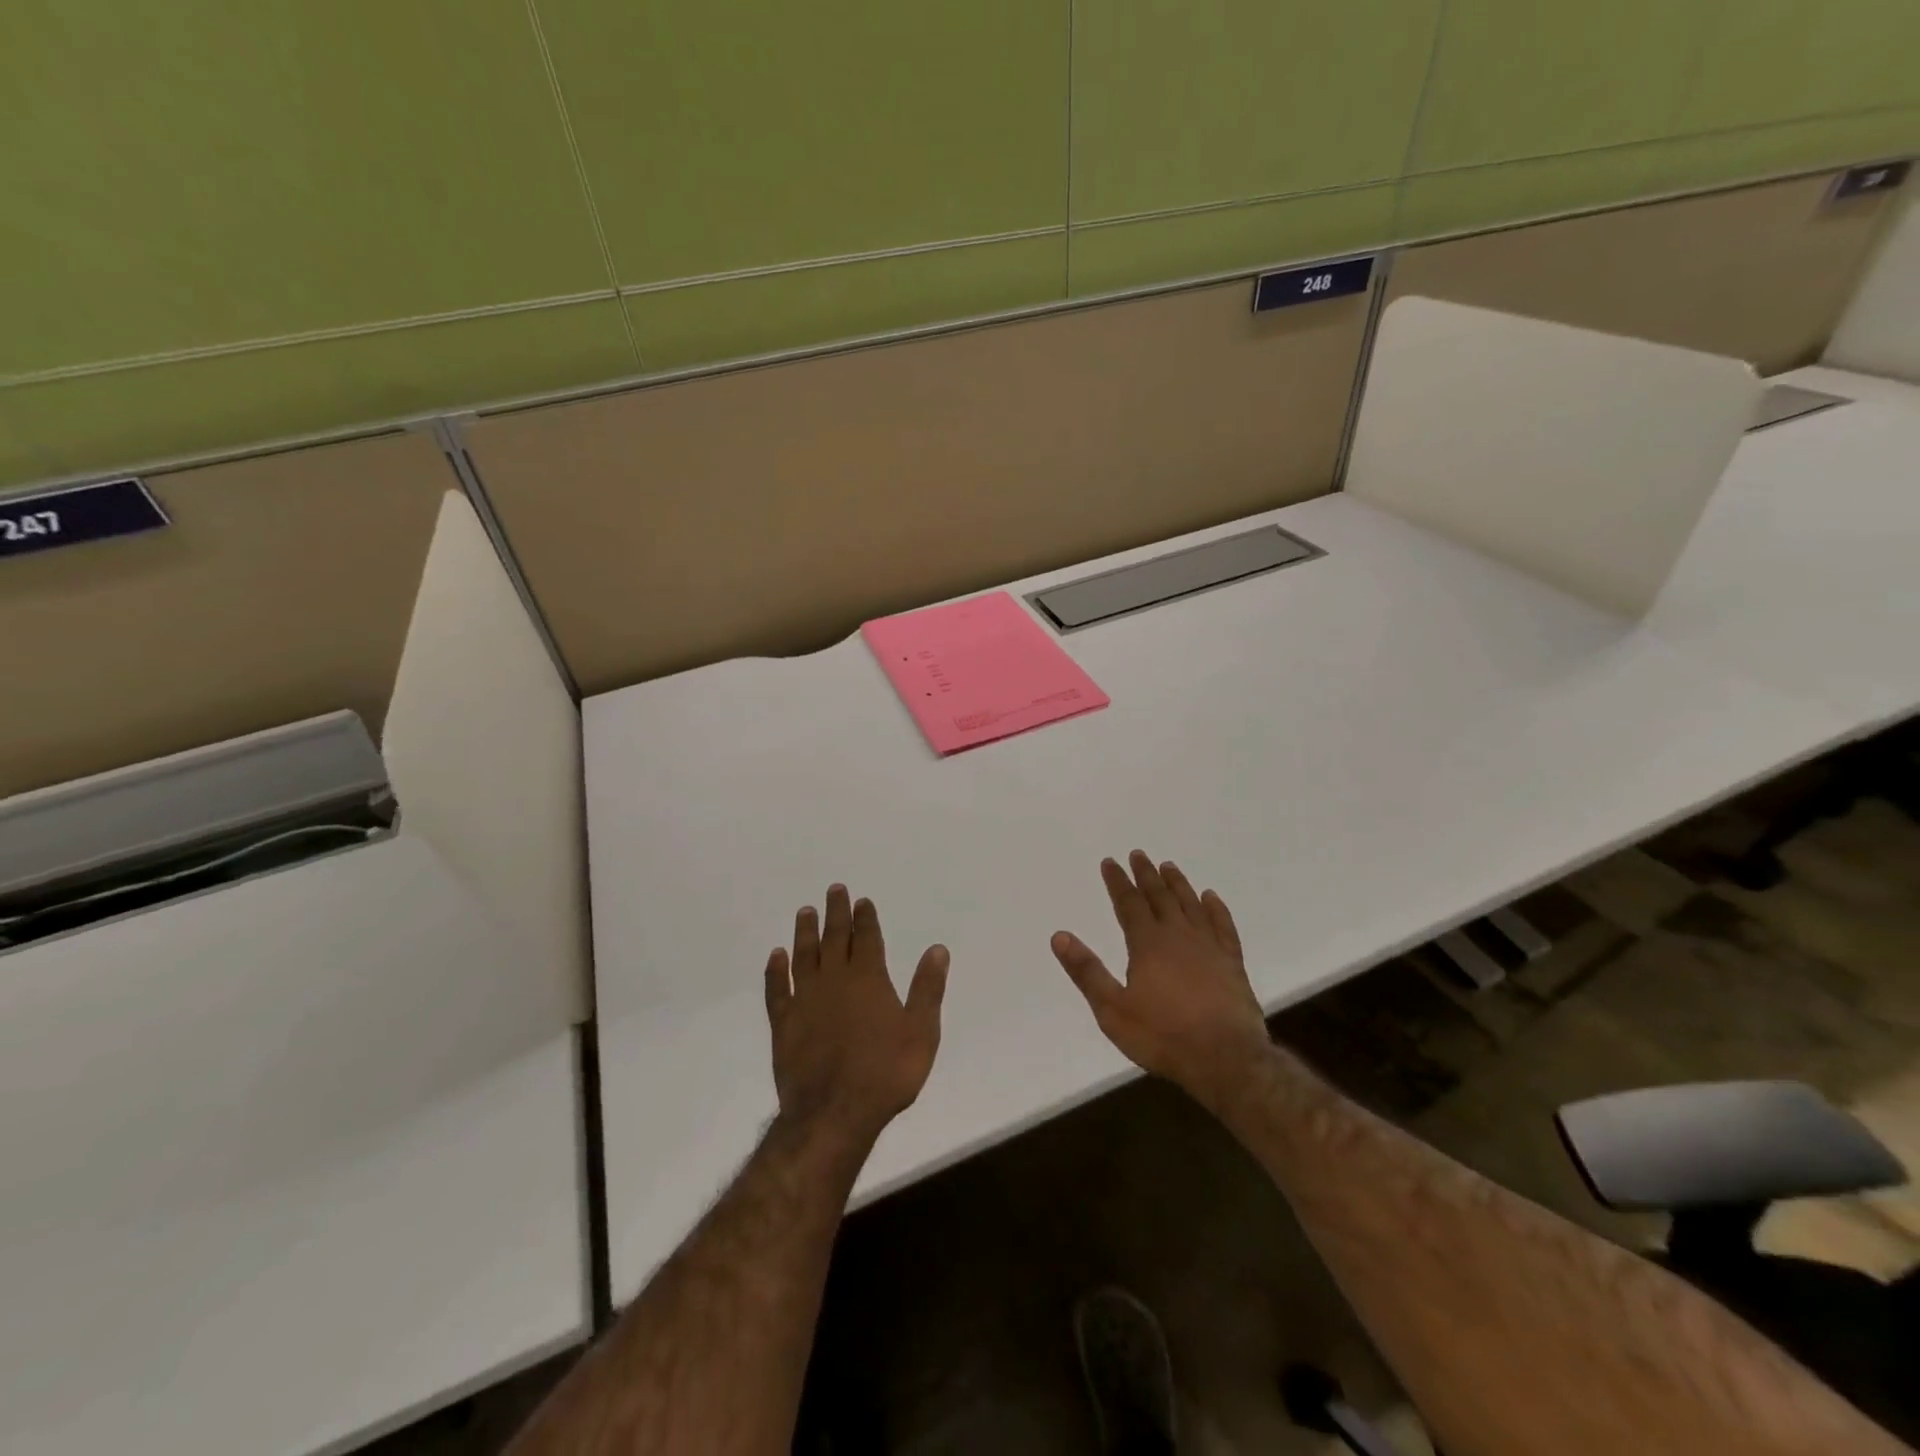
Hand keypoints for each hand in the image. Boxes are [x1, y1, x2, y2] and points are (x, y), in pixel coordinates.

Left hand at [765, 884, 949, 1146]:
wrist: (833, 1113)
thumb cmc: (885, 1074)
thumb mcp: (921, 1032)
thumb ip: (927, 989)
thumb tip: (937, 949)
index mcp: (868, 979)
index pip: (866, 938)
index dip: (865, 918)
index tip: (862, 900)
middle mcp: (834, 980)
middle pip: (834, 938)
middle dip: (835, 913)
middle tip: (834, 890)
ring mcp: (805, 1000)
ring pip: (804, 956)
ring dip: (805, 932)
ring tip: (805, 911)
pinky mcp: (783, 1024)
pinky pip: (777, 989)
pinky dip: (775, 971)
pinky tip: (776, 956)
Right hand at [1052, 851, 1271, 1109]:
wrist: (1225, 1059)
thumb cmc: (1163, 1036)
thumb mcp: (1113, 1010)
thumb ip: (1087, 971)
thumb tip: (1059, 936)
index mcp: (1147, 944)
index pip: (1128, 903)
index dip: (1117, 881)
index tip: (1110, 861)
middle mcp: (1178, 936)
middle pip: (1159, 897)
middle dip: (1146, 875)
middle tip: (1138, 854)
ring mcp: (1209, 947)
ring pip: (1190, 905)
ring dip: (1177, 884)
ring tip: (1169, 866)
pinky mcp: (1232, 962)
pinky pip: (1223, 925)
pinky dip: (1216, 908)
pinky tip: (1211, 897)